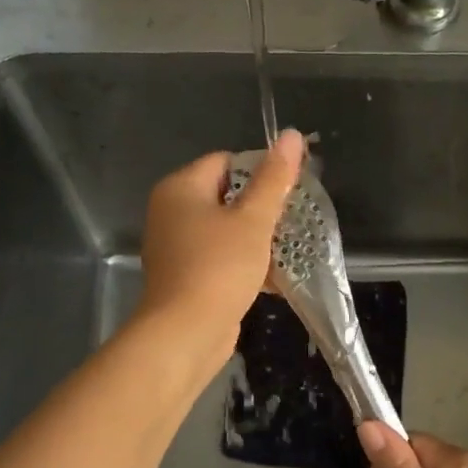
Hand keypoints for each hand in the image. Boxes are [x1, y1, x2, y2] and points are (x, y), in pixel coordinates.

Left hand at [136, 130, 304, 366]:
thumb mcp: (253, 220)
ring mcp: (176, 247)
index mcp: (180, 188)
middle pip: (226, 196)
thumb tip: (293, 135)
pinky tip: (276, 277)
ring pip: (225, 230)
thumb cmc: (219, 267)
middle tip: (295, 217)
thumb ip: (274, 179)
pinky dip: (245, 263)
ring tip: (292, 245)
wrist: (186, 333)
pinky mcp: (186, 277)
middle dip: (262, 208)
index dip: (261, 170)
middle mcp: (171, 212)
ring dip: (257, 238)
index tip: (291, 187)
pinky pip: (220, 259)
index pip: (226, 161)